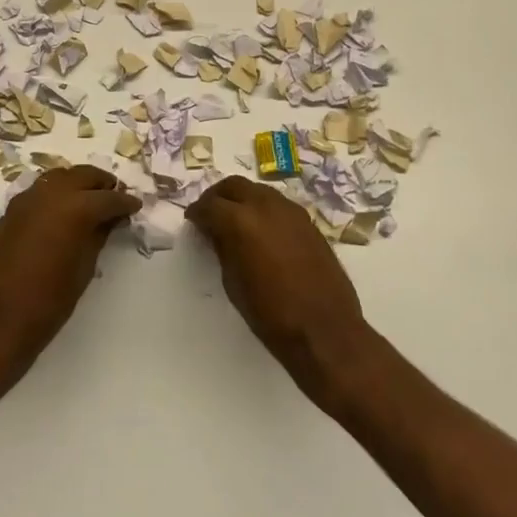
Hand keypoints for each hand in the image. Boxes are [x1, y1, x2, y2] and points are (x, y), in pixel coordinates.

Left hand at [0, 165, 140, 365]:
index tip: (135, 205)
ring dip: (77, 184)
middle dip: (101, 184)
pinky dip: (55, 194)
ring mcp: (26, 199)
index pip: (108, 197)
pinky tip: (61, 212)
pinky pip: (39, 191)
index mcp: (75, 208)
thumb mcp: (84, 270)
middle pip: (82, 175)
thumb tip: (110, 220)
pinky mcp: (10, 210)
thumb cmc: (48, 302)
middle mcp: (50, 193)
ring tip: (89, 201)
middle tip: (115, 197)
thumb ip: (98, 236)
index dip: (125, 201)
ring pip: (59, 177)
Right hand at [186, 176, 372, 398]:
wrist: (324, 330)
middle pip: (234, 186)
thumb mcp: (233, 283)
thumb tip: (216, 232)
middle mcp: (265, 206)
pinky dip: (263, 209)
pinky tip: (260, 230)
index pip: (210, 205)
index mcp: (240, 221)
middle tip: (209, 213)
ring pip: (258, 190)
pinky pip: (278, 204)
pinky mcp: (308, 221)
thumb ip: (222, 249)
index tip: (192, 221)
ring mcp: (291, 211)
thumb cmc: (270, 314)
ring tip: (234, 220)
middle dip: (217, 197)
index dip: (197, 213)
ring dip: (242, 199)